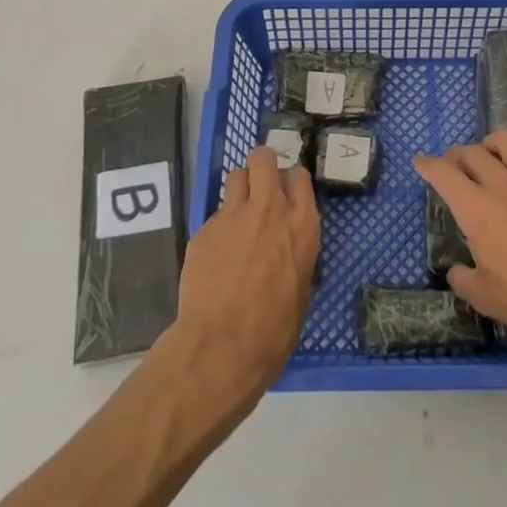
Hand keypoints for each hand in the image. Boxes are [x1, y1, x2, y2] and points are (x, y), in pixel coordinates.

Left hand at [167, 146, 319, 407]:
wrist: (221, 348)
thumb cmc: (274, 331)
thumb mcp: (302, 289)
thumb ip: (296, 254)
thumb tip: (288, 248)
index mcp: (301, 225)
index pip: (299, 176)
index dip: (291, 181)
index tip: (287, 192)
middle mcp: (269, 209)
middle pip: (263, 158)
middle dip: (262, 165)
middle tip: (260, 185)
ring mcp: (232, 216)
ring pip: (235, 176)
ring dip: (239, 188)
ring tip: (238, 212)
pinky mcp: (203, 230)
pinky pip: (214, 215)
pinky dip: (219, 227)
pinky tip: (217, 254)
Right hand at [413, 128, 506, 347]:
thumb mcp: (483, 296)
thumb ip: (463, 278)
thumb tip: (456, 270)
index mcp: (477, 208)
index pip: (444, 173)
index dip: (428, 165)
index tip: (420, 161)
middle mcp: (503, 184)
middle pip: (473, 151)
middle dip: (457, 155)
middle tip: (455, 166)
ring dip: (491, 145)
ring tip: (490, 158)